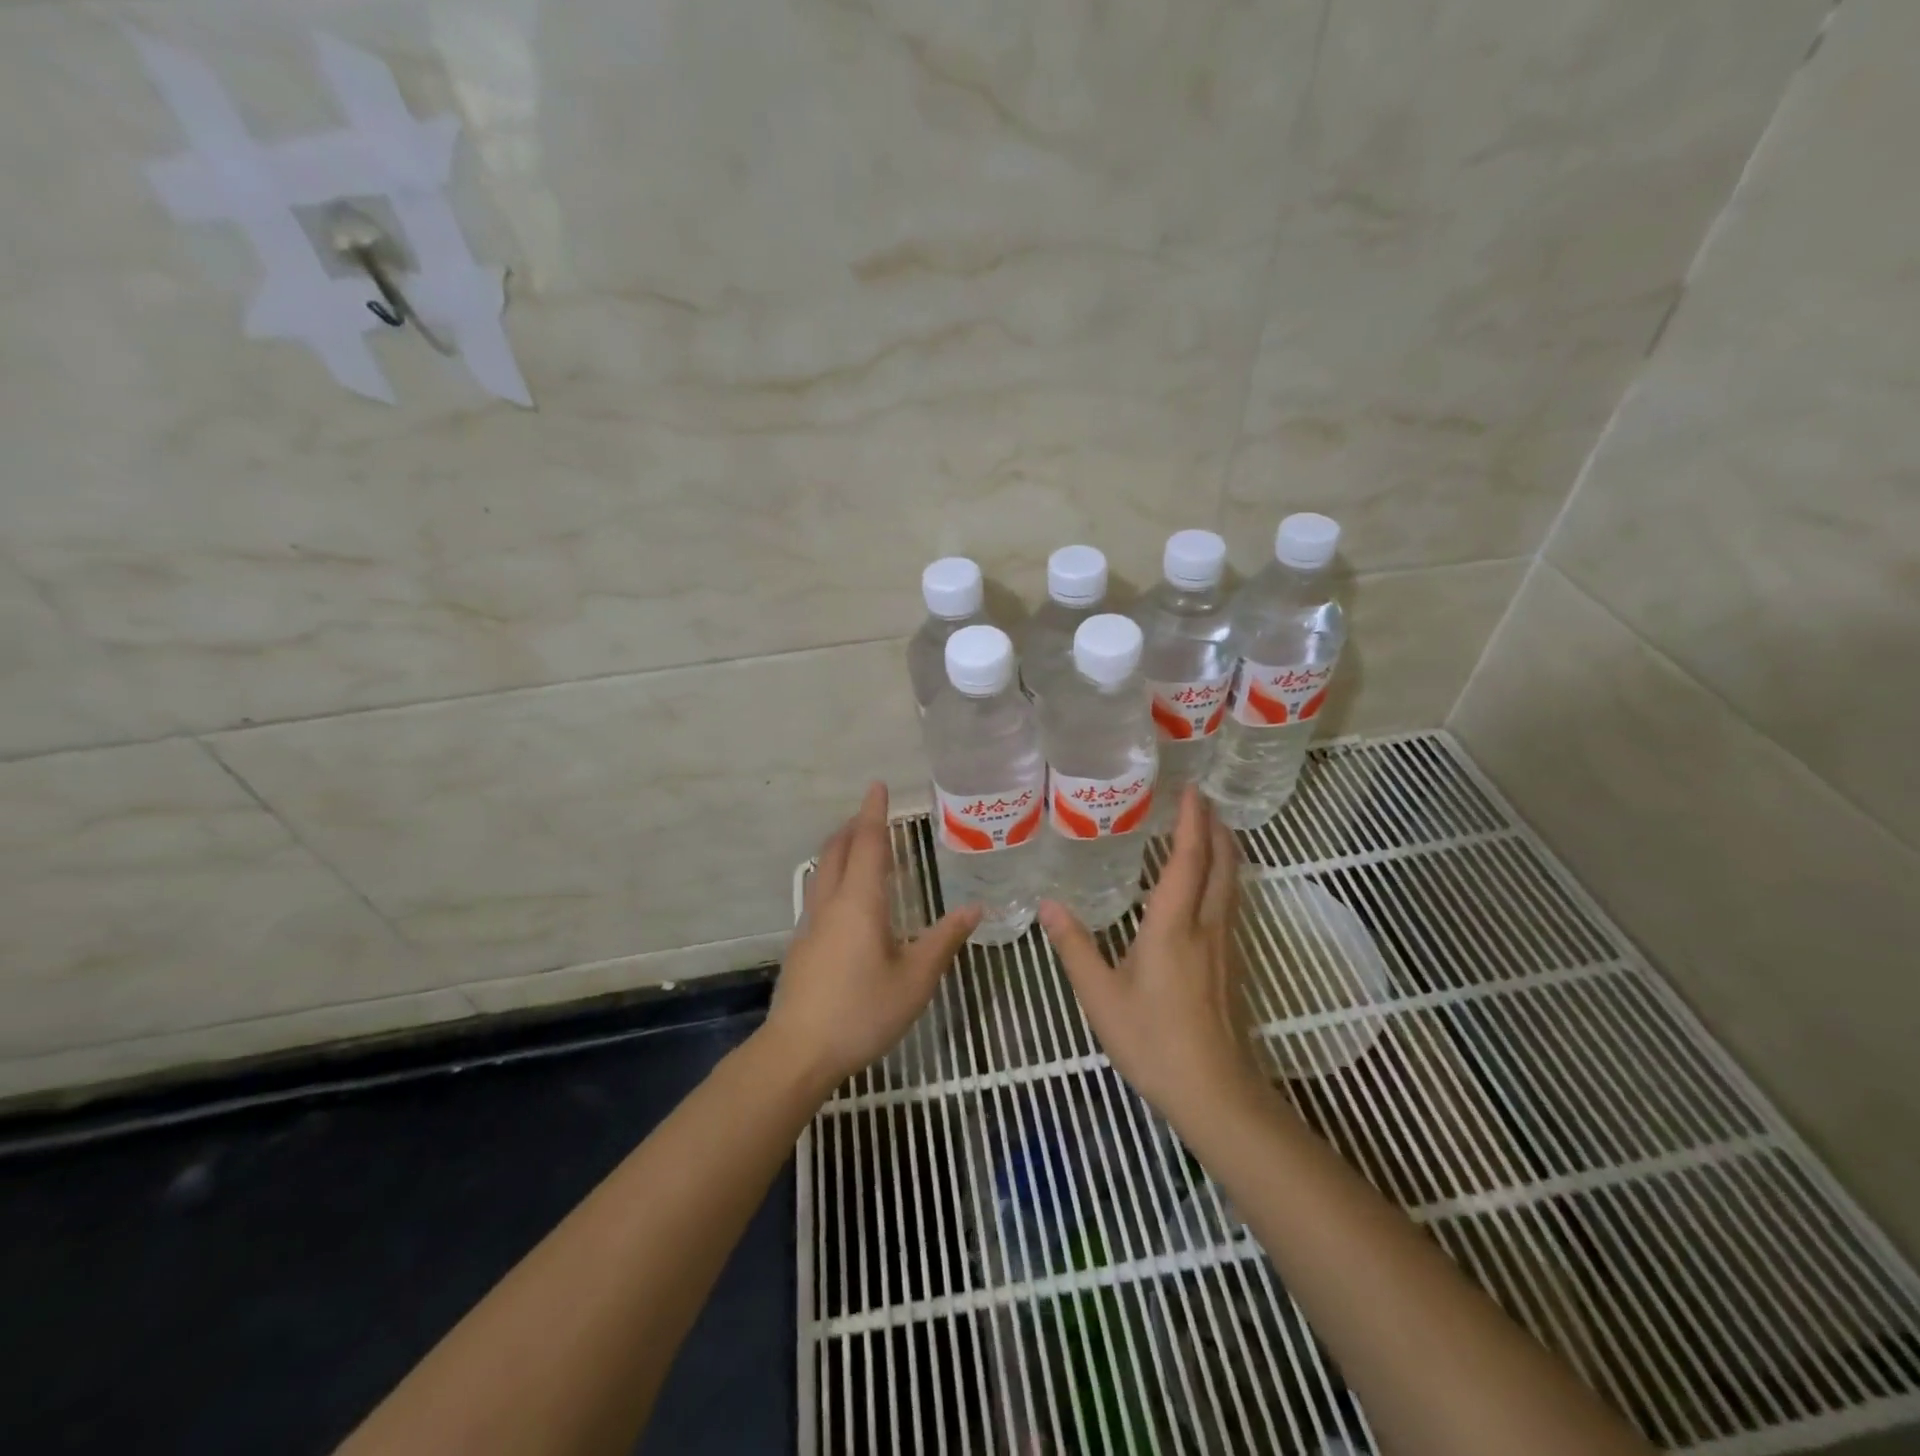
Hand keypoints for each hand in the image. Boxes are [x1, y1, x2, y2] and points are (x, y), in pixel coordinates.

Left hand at [763, 783, 980, 1092]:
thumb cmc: (862, 1011)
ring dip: (841, 849)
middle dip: (854, 826)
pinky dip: (835, 875)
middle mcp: (831, 903)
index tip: (878, 785)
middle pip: (838, 850)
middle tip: (873, 814)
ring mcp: (811, 924)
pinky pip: (820, 892)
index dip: (874, 812)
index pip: (868, 843)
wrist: (798, 1052)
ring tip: (861, 847)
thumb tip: (974, 908)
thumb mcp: (916, 979)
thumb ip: (944, 941)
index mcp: (860, 902)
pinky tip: (848, 899)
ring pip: (823, 870)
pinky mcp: (802, 945)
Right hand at [1040, 786, 1263, 1122]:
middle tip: (1201, 800)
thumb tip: (1048, 904)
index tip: (1191, 789)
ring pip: (1231, 884)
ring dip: (1224, 851)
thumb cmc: (1152, 1040)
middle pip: (1222, 864)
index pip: (1189, 859)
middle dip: (1215, 828)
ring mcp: (1225, 946)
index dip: (1192, 821)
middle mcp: (1206, 926)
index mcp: (1174, 925)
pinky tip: (1206, 888)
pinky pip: (1230, 904)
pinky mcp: (1230, 965)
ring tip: (1209, 831)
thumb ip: (1074, 946)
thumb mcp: (1100, 995)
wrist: (1213, 1092)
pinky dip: (1222, 878)